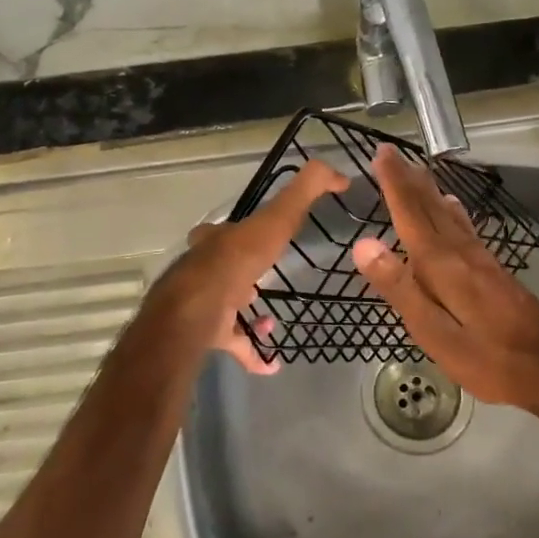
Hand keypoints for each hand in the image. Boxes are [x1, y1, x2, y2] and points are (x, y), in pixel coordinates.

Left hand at [151, 159, 349, 373]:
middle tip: (265, 285)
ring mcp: (202, 303)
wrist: (198, 309)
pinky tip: (272, 364)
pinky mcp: (206, 334)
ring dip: (249, 315)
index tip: (266, 239)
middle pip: (223, 269)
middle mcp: (204, 268)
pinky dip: (252, 353)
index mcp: (217, 240)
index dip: (245, 232)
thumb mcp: (278, 218)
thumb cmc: (238, 260)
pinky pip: (232, 343)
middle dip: (245, 276)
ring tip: (274, 322)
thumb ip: (306, 191)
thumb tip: (340, 174)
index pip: (227, 230)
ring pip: (226, 307)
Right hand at [350, 144, 538, 408]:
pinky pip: (465, 228)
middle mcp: (462, 252)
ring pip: (449, 215)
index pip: (412, 214)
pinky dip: (452, 211)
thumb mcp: (435, 334)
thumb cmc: (490, 359)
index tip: (382, 154)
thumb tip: (364, 245)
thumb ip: (400, 288)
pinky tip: (453, 209)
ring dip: (429, 191)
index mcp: (442, 265)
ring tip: (417, 172)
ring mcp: (482, 260)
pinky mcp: (495, 272)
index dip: (395, 184)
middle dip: (410, 180)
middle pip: (431, 208)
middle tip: (393, 153)